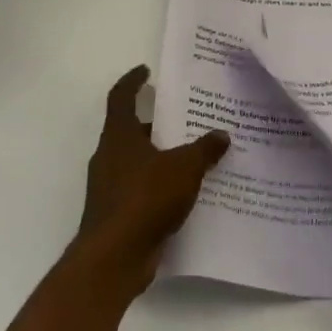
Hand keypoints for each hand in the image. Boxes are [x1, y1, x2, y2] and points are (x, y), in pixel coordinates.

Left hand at [68, 65, 228, 298]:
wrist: (114, 258)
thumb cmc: (145, 199)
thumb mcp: (184, 167)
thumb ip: (205, 148)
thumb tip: (222, 134)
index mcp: (119, 137)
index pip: (121, 98)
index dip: (133, 81)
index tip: (146, 71)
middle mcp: (109, 157)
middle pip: (133, 130)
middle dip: (158, 123)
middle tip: (189, 117)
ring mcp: (110, 187)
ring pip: (139, 161)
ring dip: (162, 156)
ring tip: (196, 154)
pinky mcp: (117, 213)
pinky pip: (142, 189)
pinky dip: (161, 185)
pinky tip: (188, 191)